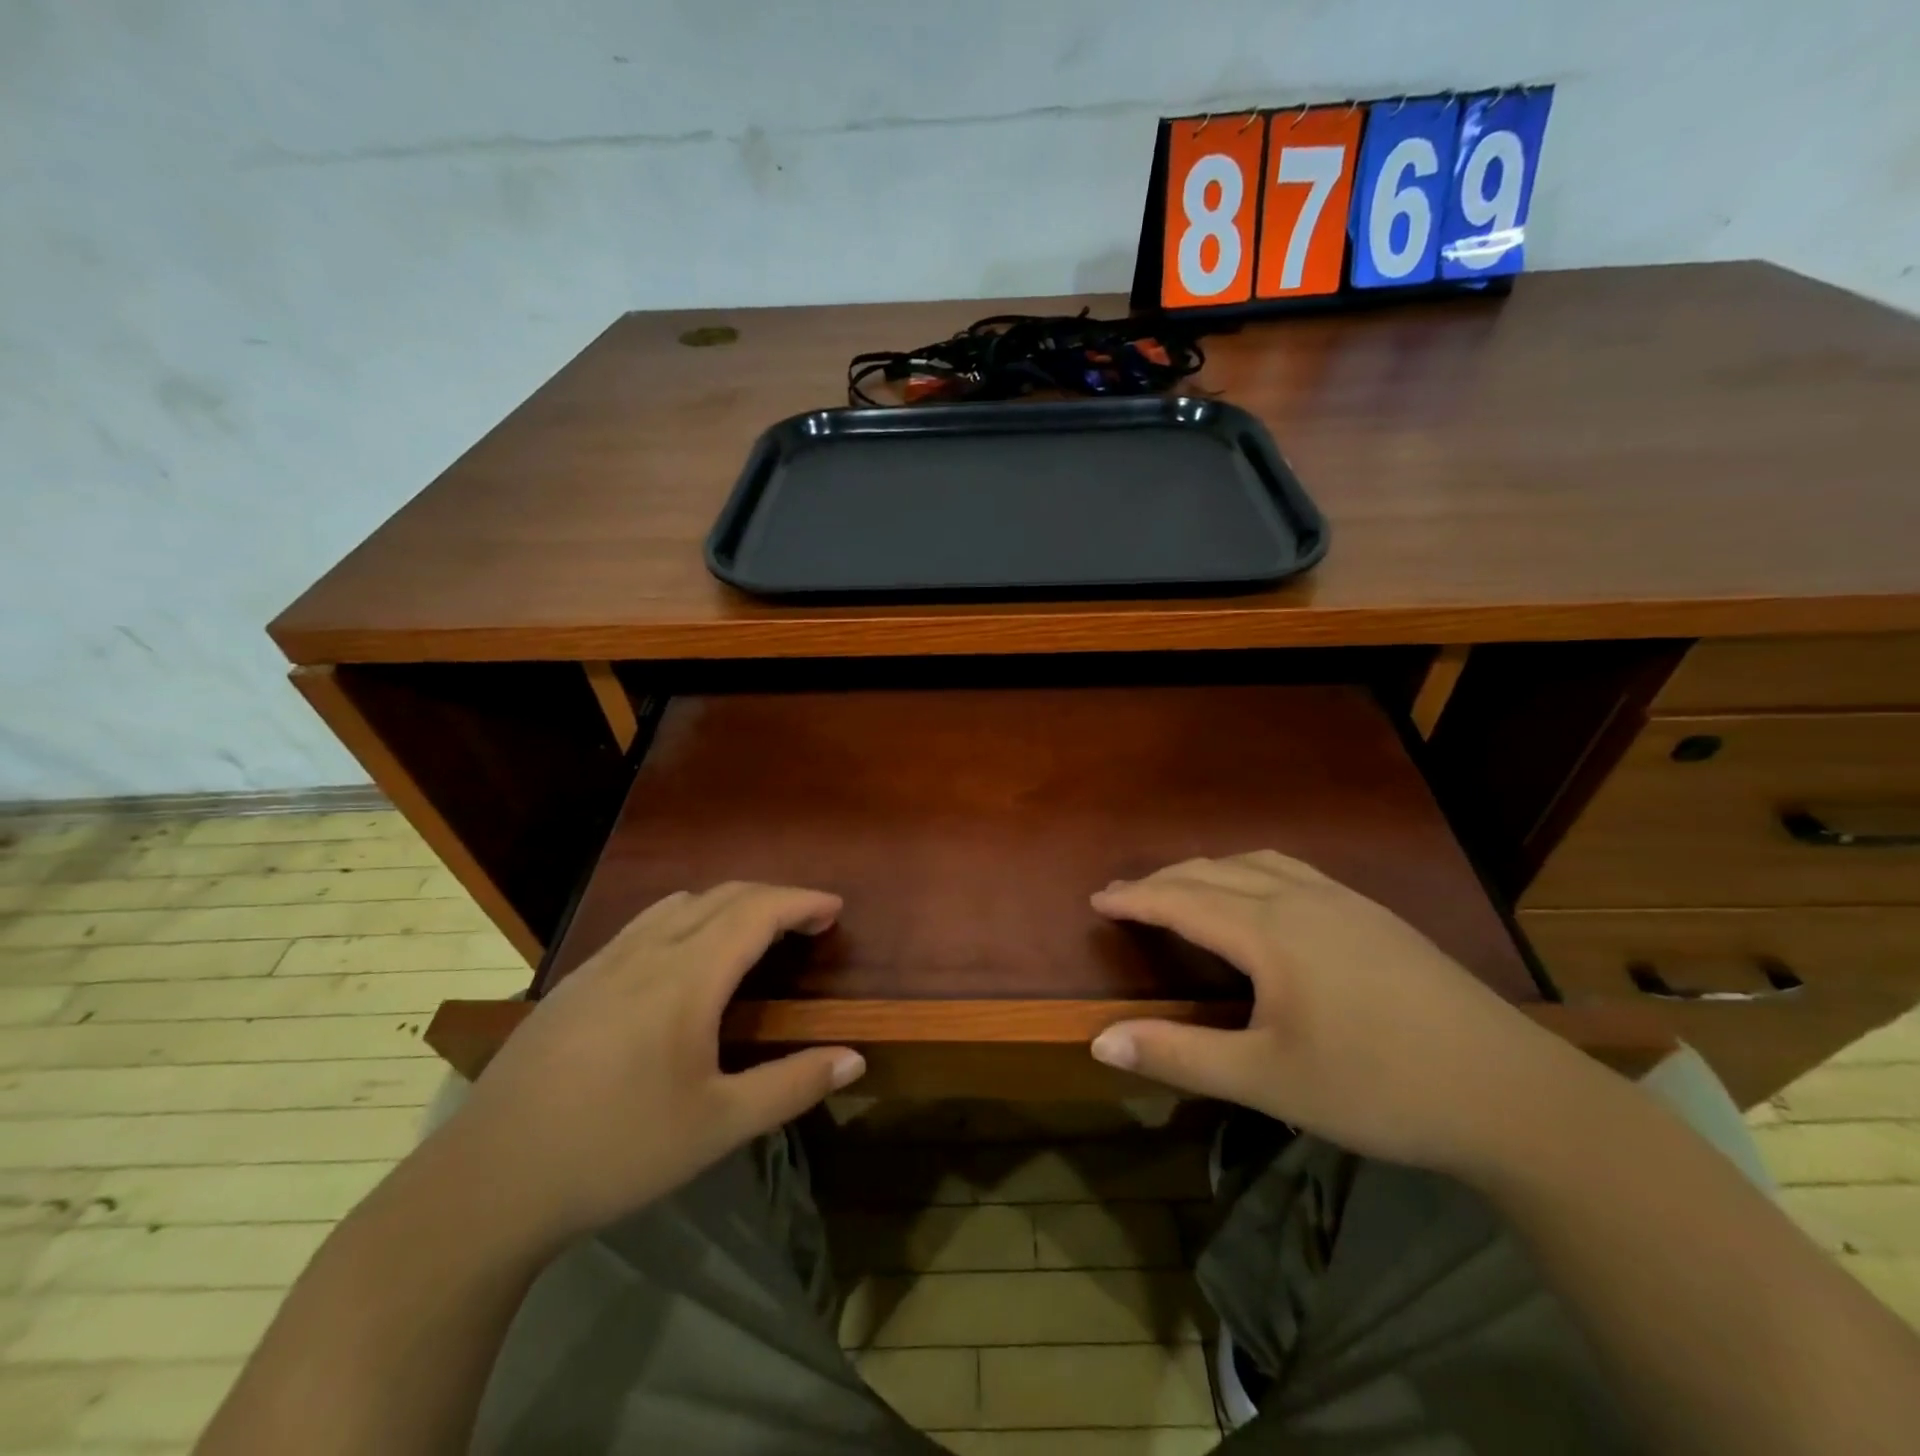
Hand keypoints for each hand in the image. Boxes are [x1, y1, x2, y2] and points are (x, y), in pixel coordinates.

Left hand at [423, 883, 864, 1247]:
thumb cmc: (616, 1152)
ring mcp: (603, 961)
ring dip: (727, 902)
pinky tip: (682, 961)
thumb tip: (855, 1060)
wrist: (488, 1183)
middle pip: (722, 895)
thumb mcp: (717, 1127)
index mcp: (686, 978)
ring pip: (679, 903)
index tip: (835, 908)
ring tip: (753, 932)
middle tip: (807, 920)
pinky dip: (687, 918)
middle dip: (772, 897)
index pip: (756, 912)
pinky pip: (644, 924)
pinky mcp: (574, 981)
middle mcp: (646, 952)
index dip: (801, 902)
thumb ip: (792, 1085)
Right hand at [1088, 852, 1574, 1172]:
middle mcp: (1301, 898)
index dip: (1135, 897)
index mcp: (1269, 931)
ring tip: (1183, 887)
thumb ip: (1180, 1055)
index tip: (1097, 898)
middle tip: (1127, 895)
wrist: (1512, 1093)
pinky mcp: (1375, 914)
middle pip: (1214, 870)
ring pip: (1256, 862)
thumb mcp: (1268, 1079)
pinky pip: (1292, 870)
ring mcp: (1345, 901)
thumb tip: (1098, 1041)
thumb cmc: (1378, 1087)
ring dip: (1208, 868)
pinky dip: (1251, 870)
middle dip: (1164, 878)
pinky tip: (1262, 895)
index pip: (1182, 899)